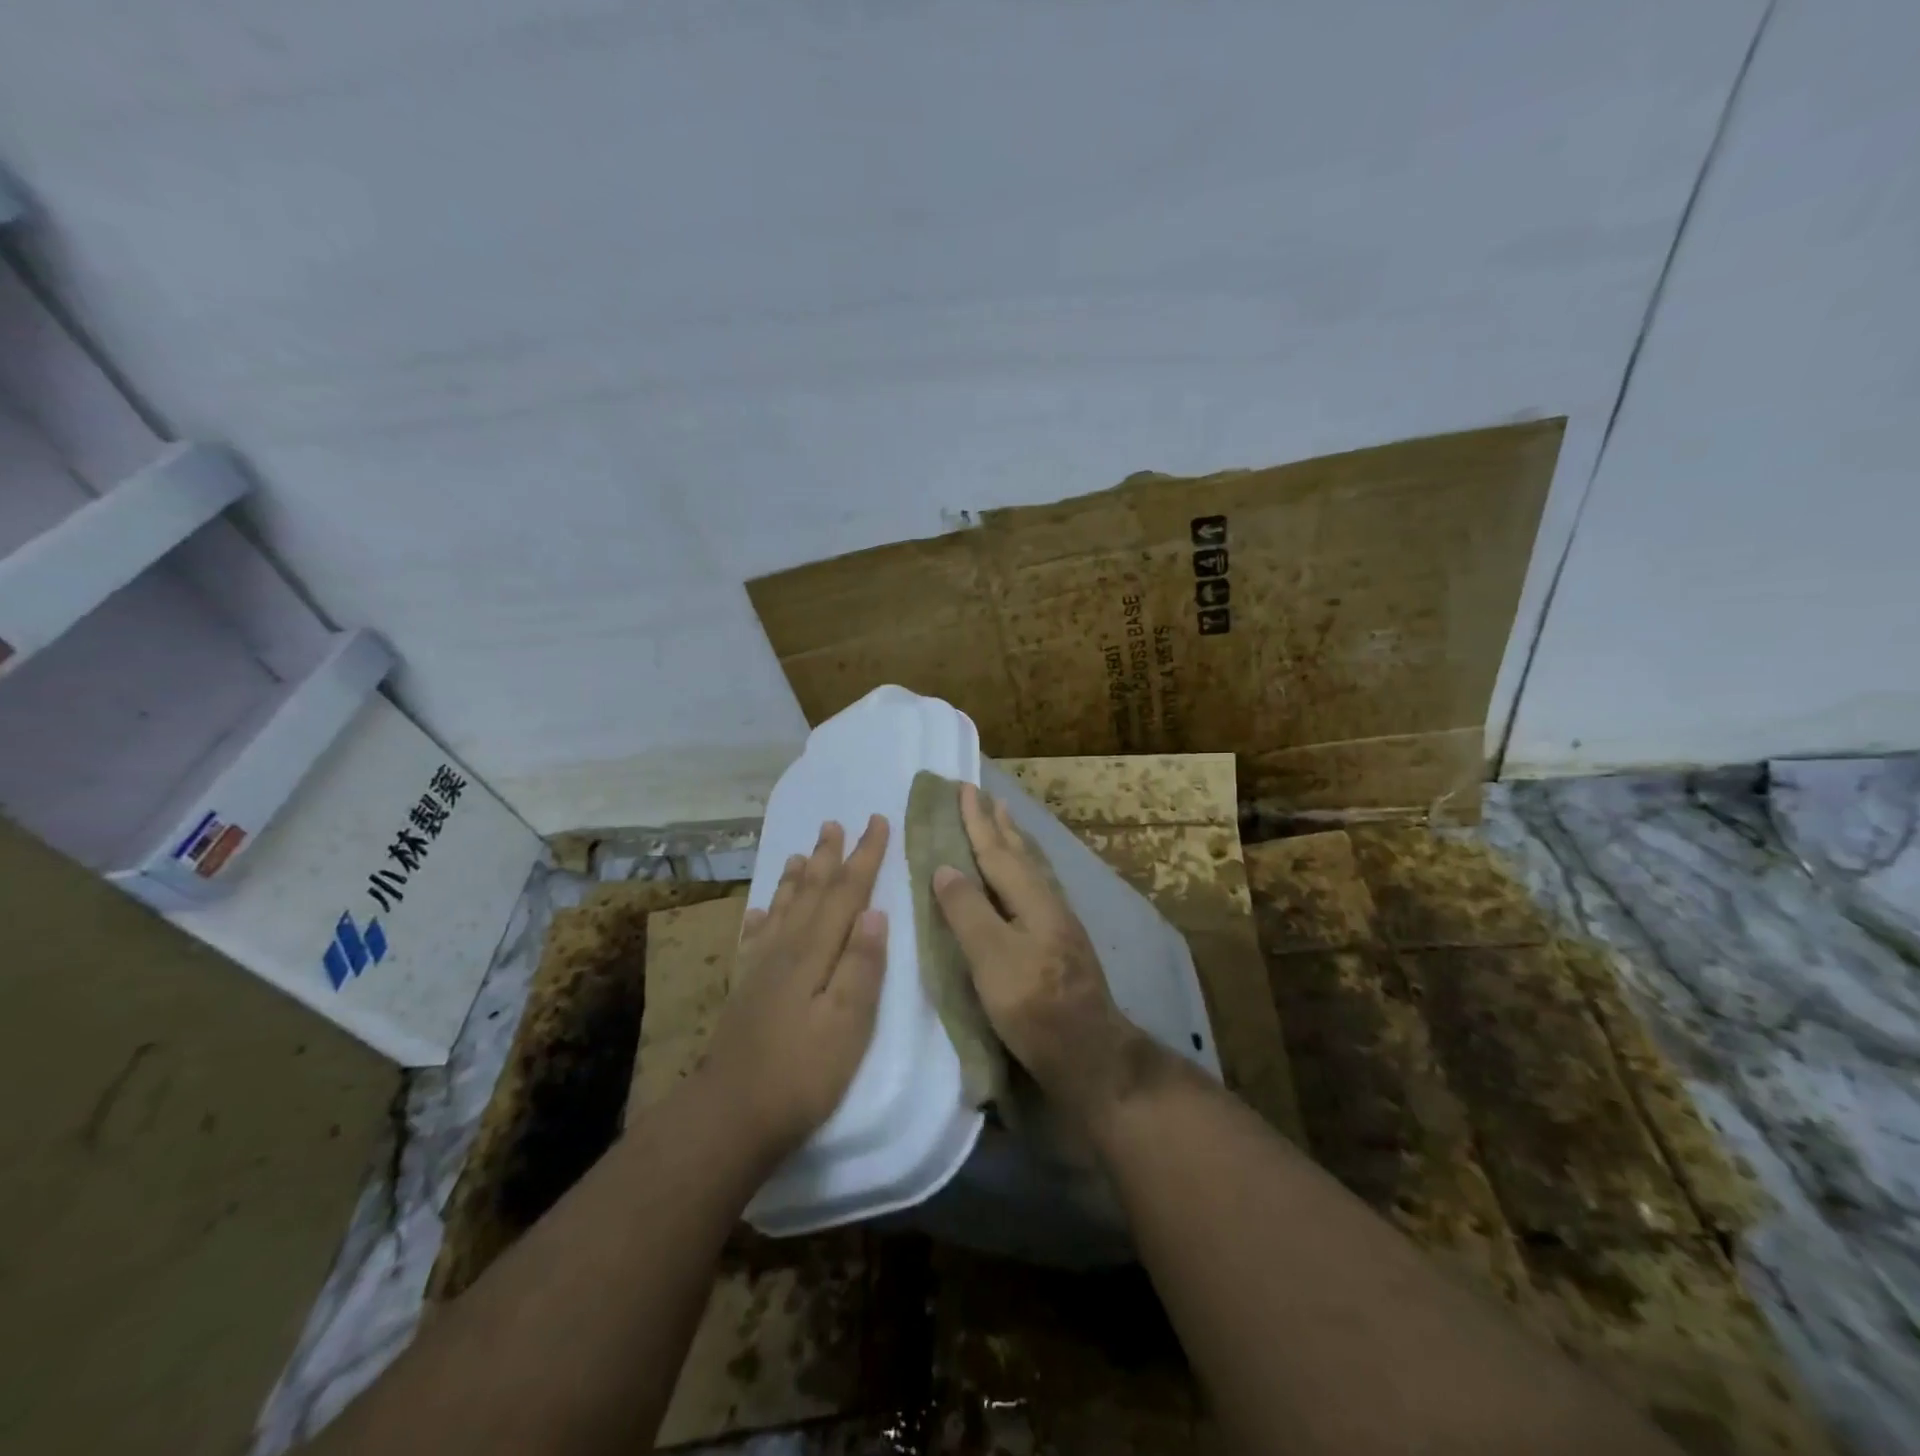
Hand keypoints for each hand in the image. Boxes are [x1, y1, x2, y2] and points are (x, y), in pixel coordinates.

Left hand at [701, 815, 889, 1162]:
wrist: (730, 1114)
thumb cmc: (802, 1072)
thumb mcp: (847, 1024)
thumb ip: (862, 966)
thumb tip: (875, 912)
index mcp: (815, 952)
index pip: (846, 893)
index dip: (864, 857)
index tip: (878, 821)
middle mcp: (786, 948)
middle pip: (812, 891)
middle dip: (828, 855)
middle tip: (835, 821)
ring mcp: (761, 968)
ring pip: (783, 907)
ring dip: (797, 877)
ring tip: (802, 852)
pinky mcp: (746, 988)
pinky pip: (755, 937)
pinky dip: (763, 915)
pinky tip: (762, 910)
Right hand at [931, 784, 1152, 1125]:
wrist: (1089, 1054)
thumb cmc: (1035, 1006)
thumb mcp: (992, 959)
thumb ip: (968, 911)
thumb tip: (946, 867)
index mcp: (1031, 900)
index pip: (997, 851)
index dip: (977, 821)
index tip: (963, 788)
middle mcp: (1048, 902)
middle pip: (1020, 854)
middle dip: (999, 825)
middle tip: (987, 797)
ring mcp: (1058, 923)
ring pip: (1032, 870)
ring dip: (1015, 844)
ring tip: (1006, 825)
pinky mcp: (1060, 944)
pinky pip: (1035, 888)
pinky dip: (1023, 871)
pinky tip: (1023, 881)